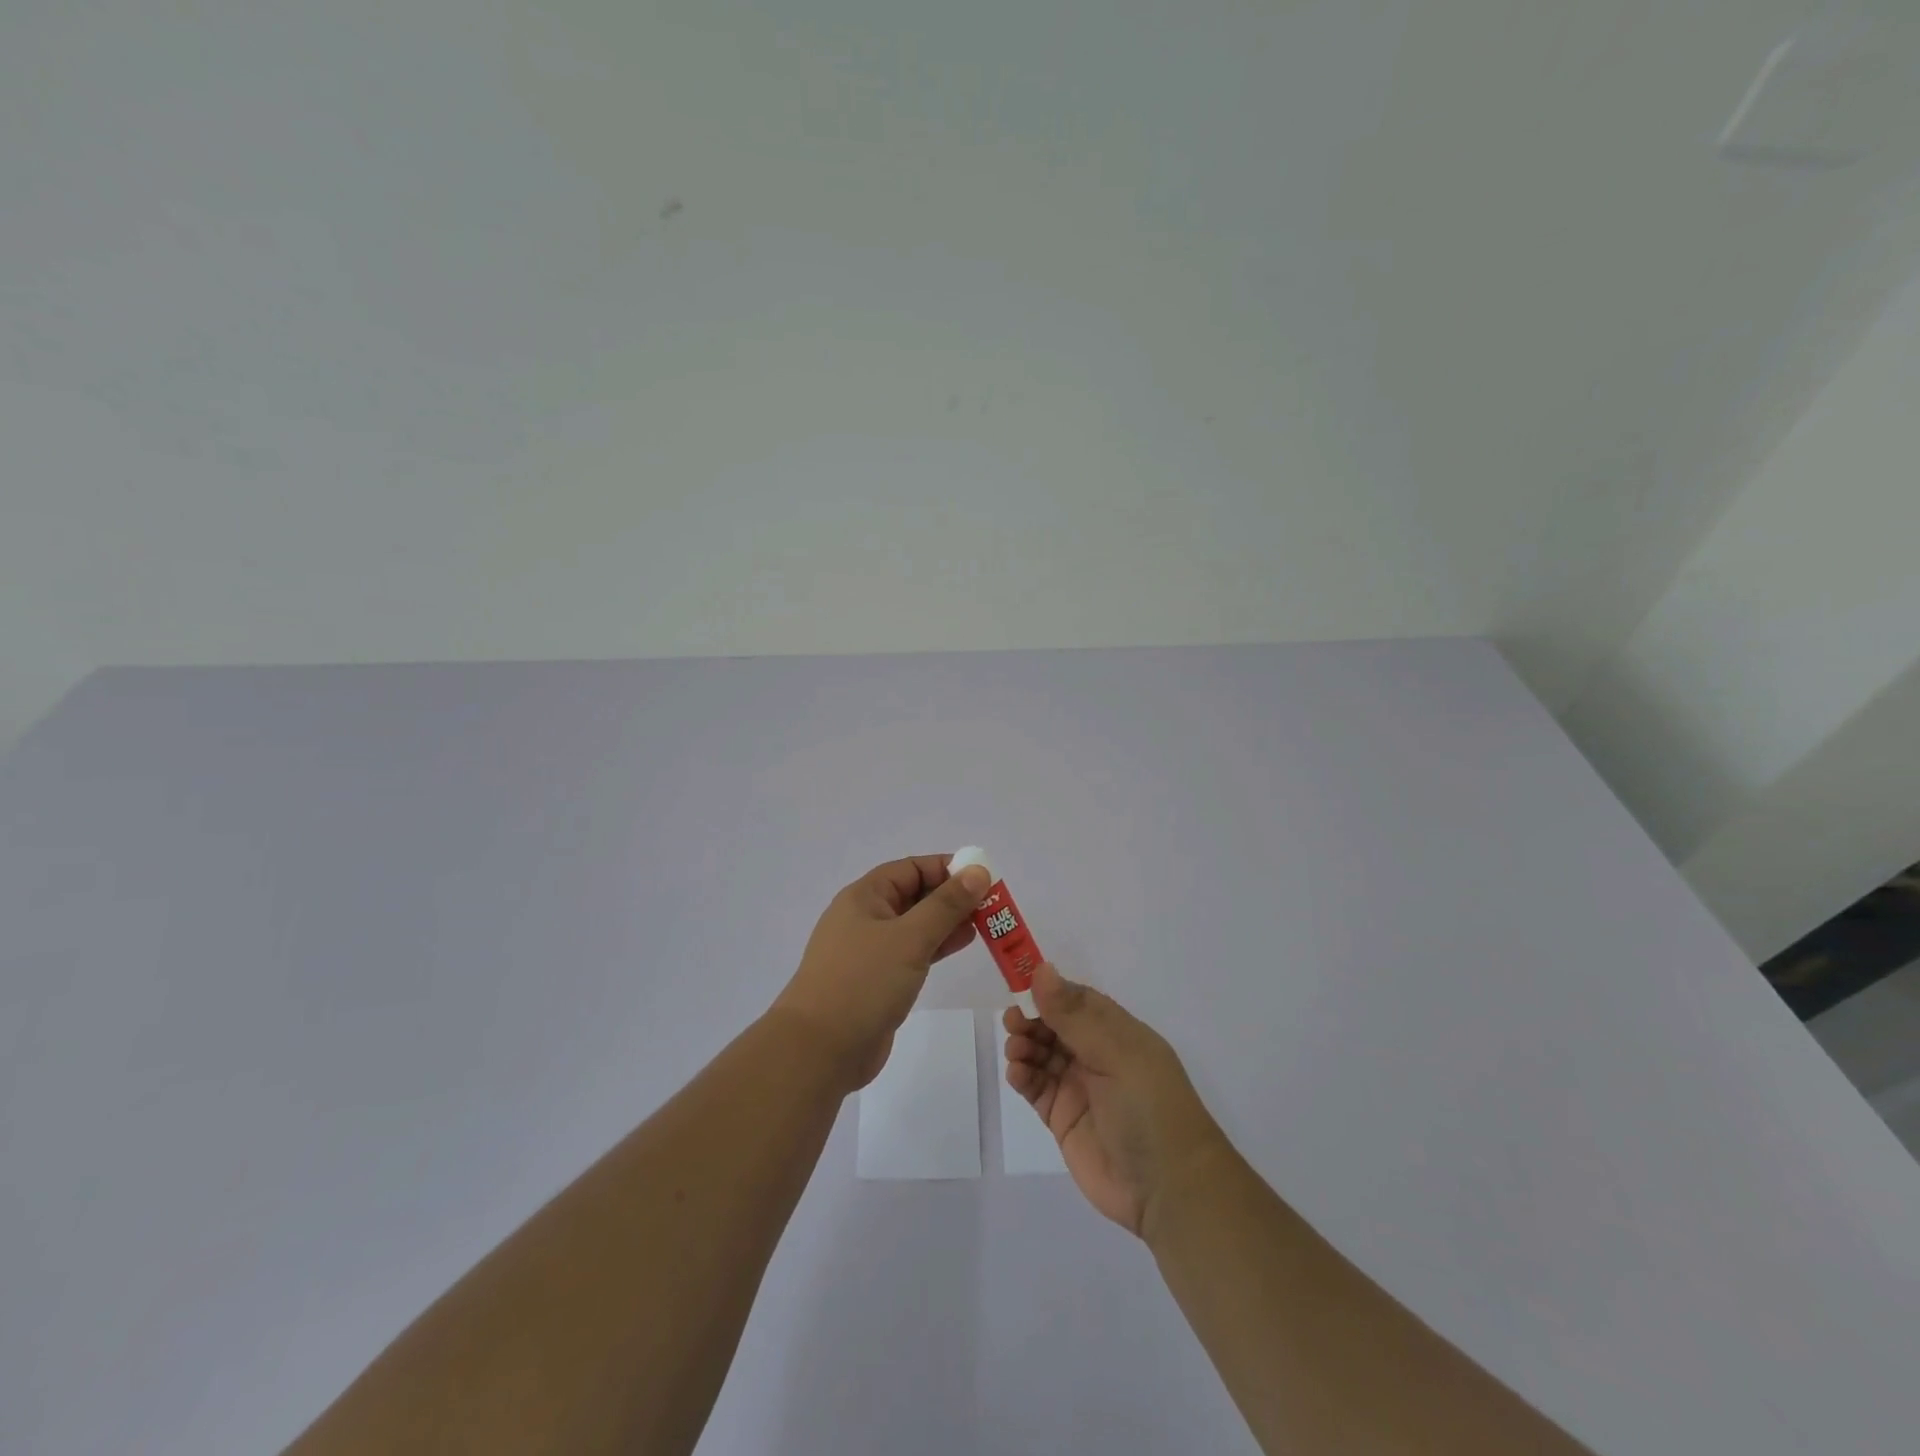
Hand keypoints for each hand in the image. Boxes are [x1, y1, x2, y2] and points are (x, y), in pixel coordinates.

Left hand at [773, 855, 991, 1090]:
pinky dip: (936, 946)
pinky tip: (961, 945)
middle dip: (952, 896)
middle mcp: (865, 918)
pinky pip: (912, 952)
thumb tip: (978, 870)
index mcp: (864, 897)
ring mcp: (869, 951)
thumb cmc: (863, 982)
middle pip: (914, 895)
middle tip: (992, 904)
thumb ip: (946, 905)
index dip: (947, 868)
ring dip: (947, 921)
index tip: (983, 877)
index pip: (911, 868)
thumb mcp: (910, 938)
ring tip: (984, 924)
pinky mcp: (876, 980)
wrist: (819, 1050)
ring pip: (915, 925)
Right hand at [1004, 962, 1232, 1239]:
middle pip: (1055, 1026)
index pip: (1077, 1001)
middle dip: (1032, 1019)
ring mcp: (1080, 1088)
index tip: (1020, 985)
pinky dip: (1023, 1076)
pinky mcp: (1064, 1118)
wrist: (1168, 1189)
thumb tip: (1041, 969)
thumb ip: (1074, 1015)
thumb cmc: (1149, 1107)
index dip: (1049, 992)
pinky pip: (1036, 1087)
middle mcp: (1098, 1056)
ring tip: (1016, 1051)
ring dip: (1024, 1045)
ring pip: (1042, 1054)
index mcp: (1118, 1033)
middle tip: (1013, 1021)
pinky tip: (1017, 1073)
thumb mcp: (1115, 1053)